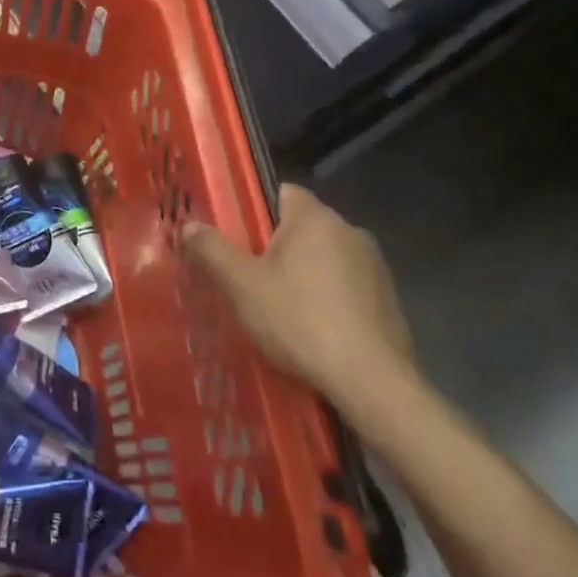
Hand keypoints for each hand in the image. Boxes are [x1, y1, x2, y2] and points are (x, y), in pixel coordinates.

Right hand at [181, 184, 413, 411]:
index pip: (281, 192)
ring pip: (323, 259)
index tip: (234, 237)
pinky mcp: (388, 301)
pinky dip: (325, 299)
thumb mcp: (241, 285)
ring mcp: (374, 267)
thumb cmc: (300, 321)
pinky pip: (344, 287)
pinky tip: (310, 330)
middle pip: (300, 228)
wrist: (372, 384)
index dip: (253, 210)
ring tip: (275, 308)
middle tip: (245, 277)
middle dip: (273, 247)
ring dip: (301, 275)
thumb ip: (211, 249)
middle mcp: (350, 231)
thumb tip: (189, 225)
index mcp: (315, 218)